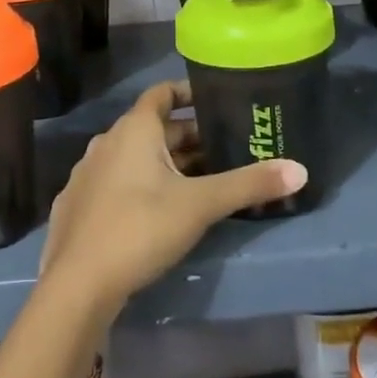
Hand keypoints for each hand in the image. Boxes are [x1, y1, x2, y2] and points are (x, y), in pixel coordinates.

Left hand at [40, 80, 306, 317]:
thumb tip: (300, 170)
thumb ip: (249, 185)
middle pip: (152, 129)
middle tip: (222, 150)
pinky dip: (138, 186)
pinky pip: (114, 183)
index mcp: (134, 130)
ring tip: (197, 182)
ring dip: (163, 163)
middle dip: (186, 138)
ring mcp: (86, 175)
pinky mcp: (76, 206)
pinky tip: (155, 212)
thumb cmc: (140, 228)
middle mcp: (106, 142)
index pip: (162, 93)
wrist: (77, 285)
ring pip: (132, 158)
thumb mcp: (201, 205)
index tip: (215, 101)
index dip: (188, 93)